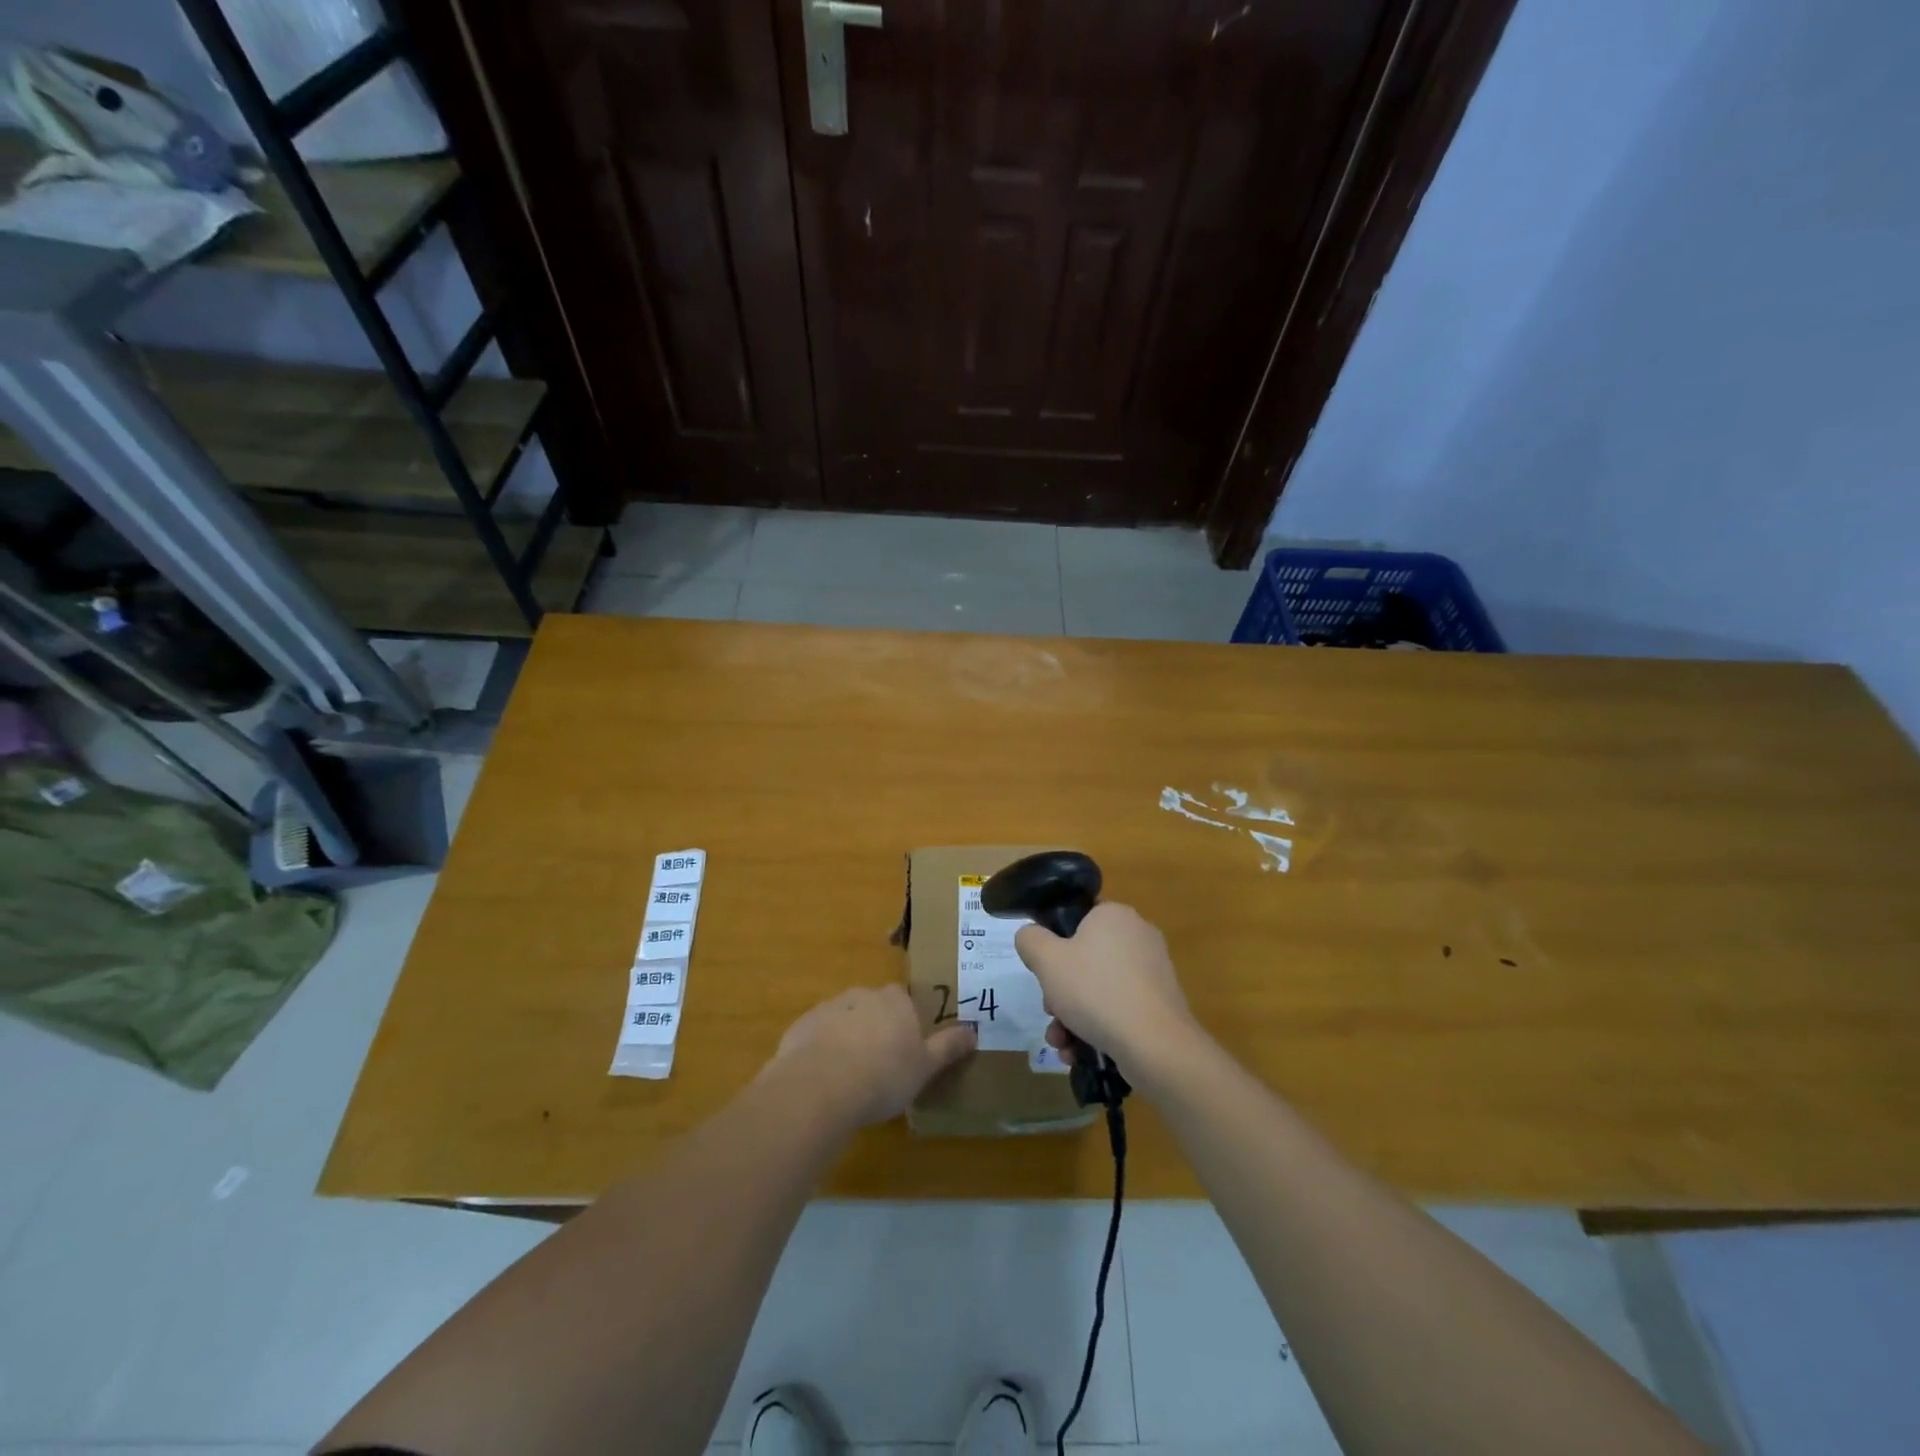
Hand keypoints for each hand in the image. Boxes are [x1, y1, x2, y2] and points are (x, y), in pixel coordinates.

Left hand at [762, 985, 975, 1129]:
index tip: (905, 1048)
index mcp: (895, 1001)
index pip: (903, 1000)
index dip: (905, 1022)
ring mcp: (829, 1008)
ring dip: (847, 1038)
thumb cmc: (883, 1075)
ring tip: (849, 1077)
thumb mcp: (925, 1067)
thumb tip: (973, 1031)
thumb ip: (948, 1047)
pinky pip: (817, 1035)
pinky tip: (823, 1079)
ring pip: (843, 1019)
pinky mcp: (802, 1026)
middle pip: (872, 1007)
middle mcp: (862, 995)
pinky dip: (821, 1050)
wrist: (820, 1086)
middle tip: (878, 1065)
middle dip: (875, 1028)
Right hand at [1015, 903, 1195, 1068]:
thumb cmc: (1095, 990)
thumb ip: (1030, 940)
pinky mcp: (1159, 1004)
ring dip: (1072, 1016)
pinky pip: (1119, 1009)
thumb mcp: (1046, 960)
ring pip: (1099, 989)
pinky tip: (1079, 1052)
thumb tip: (1031, 936)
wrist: (1154, 1045)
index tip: (1045, 973)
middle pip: (1085, 960)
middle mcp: (1138, 936)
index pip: (1077, 920)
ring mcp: (1153, 972)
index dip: (1054, 946)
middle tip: (1051, 1011)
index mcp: (1115, 915)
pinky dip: (1097, 1028)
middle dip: (1060, 992)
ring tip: (1061, 1043)